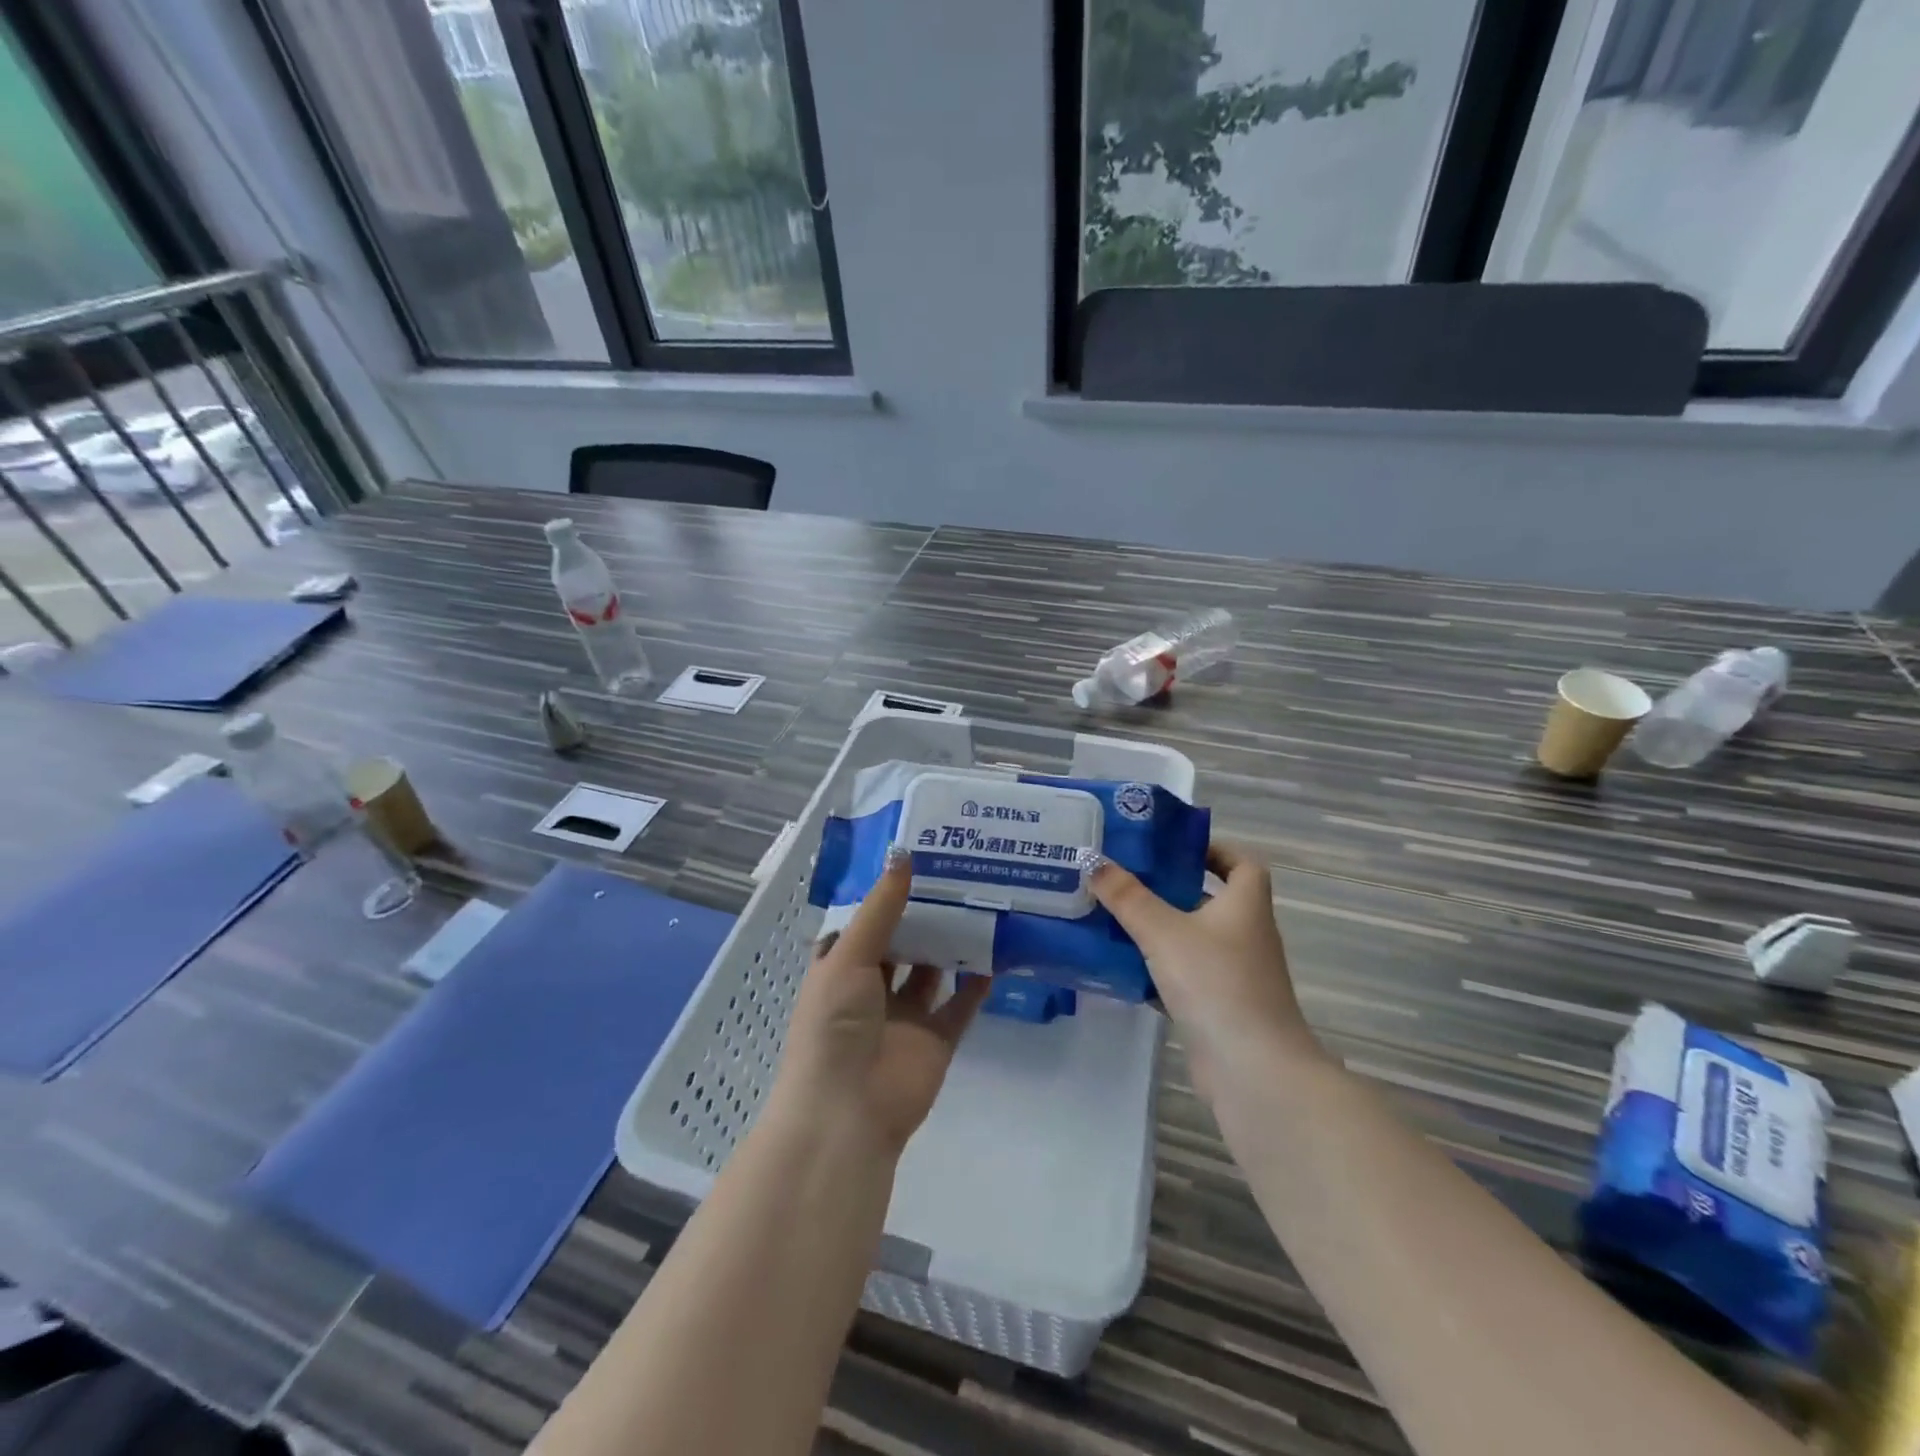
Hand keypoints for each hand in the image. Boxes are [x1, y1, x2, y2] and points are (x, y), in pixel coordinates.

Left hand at [775, 852, 990, 1155]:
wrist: (848, 1113)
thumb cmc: (834, 1026)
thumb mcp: (849, 958)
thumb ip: (881, 909)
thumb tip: (903, 854)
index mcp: (840, 970)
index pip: (863, 924)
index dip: (884, 895)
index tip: (914, 859)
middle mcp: (871, 990)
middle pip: (902, 944)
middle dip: (923, 915)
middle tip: (957, 874)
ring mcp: (905, 1017)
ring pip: (932, 972)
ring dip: (951, 944)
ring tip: (981, 903)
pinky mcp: (936, 1040)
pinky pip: (960, 1006)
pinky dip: (977, 983)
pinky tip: (998, 952)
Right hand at [1090, 842, 1318, 1100]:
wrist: (1252, 1070)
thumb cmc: (1215, 983)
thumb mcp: (1163, 931)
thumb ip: (1127, 896)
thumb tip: (1093, 861)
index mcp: (1245, 905)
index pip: (1242, 863)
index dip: (1213, 850)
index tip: (1172, 848)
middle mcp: (1246, 935)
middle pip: (1210, 900)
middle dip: (1170, 889)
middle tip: (1125, 879)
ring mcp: (1235, 974)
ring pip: (1193, 940)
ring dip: (1159, 930)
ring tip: (1113, 917)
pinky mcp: (1220, 1007)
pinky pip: (1185, 976)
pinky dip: (1158, 970)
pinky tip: (1122, 968)